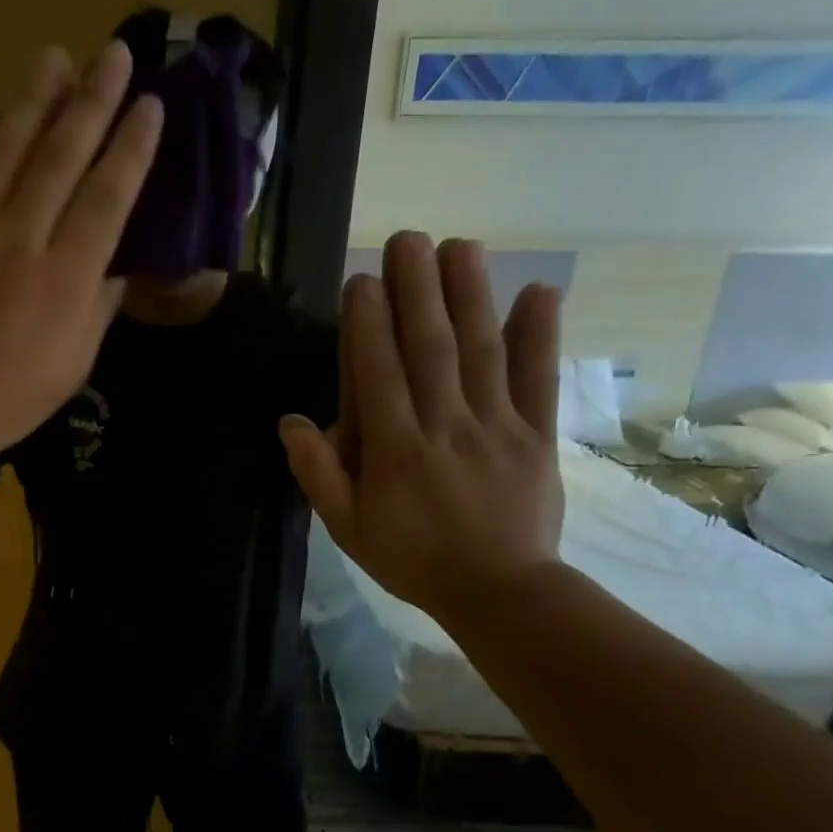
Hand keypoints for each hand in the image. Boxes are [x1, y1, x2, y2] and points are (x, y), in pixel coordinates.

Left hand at [0, 42, 163, 466]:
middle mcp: (19, 239)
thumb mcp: (74, 363)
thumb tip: (115, 258)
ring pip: (3, 149)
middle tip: (112, 53)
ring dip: (31, 100)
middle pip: (60, 156)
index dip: (132, 146)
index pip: (108, 196)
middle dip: (92, 100)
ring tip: (53, 59)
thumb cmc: (9, 398)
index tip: (150, 104)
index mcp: (65, 278)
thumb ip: (98, 304)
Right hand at [280, 232, 565, 626]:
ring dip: (470, 295)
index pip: (377, 372)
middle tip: (408, 239)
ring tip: (461, 246)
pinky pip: (538, 380)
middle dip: (417, 289)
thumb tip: (290, 421)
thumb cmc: (411, 559)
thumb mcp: (347, 528)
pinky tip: (539, 291)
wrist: (498, 592)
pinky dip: (541, 335)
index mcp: (394, 449)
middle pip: (429, 346)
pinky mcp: (536, 436)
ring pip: (481, 351)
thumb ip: (318, 474)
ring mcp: (496, 427)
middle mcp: (444, 425)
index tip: (363, 280)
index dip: (369, 323)